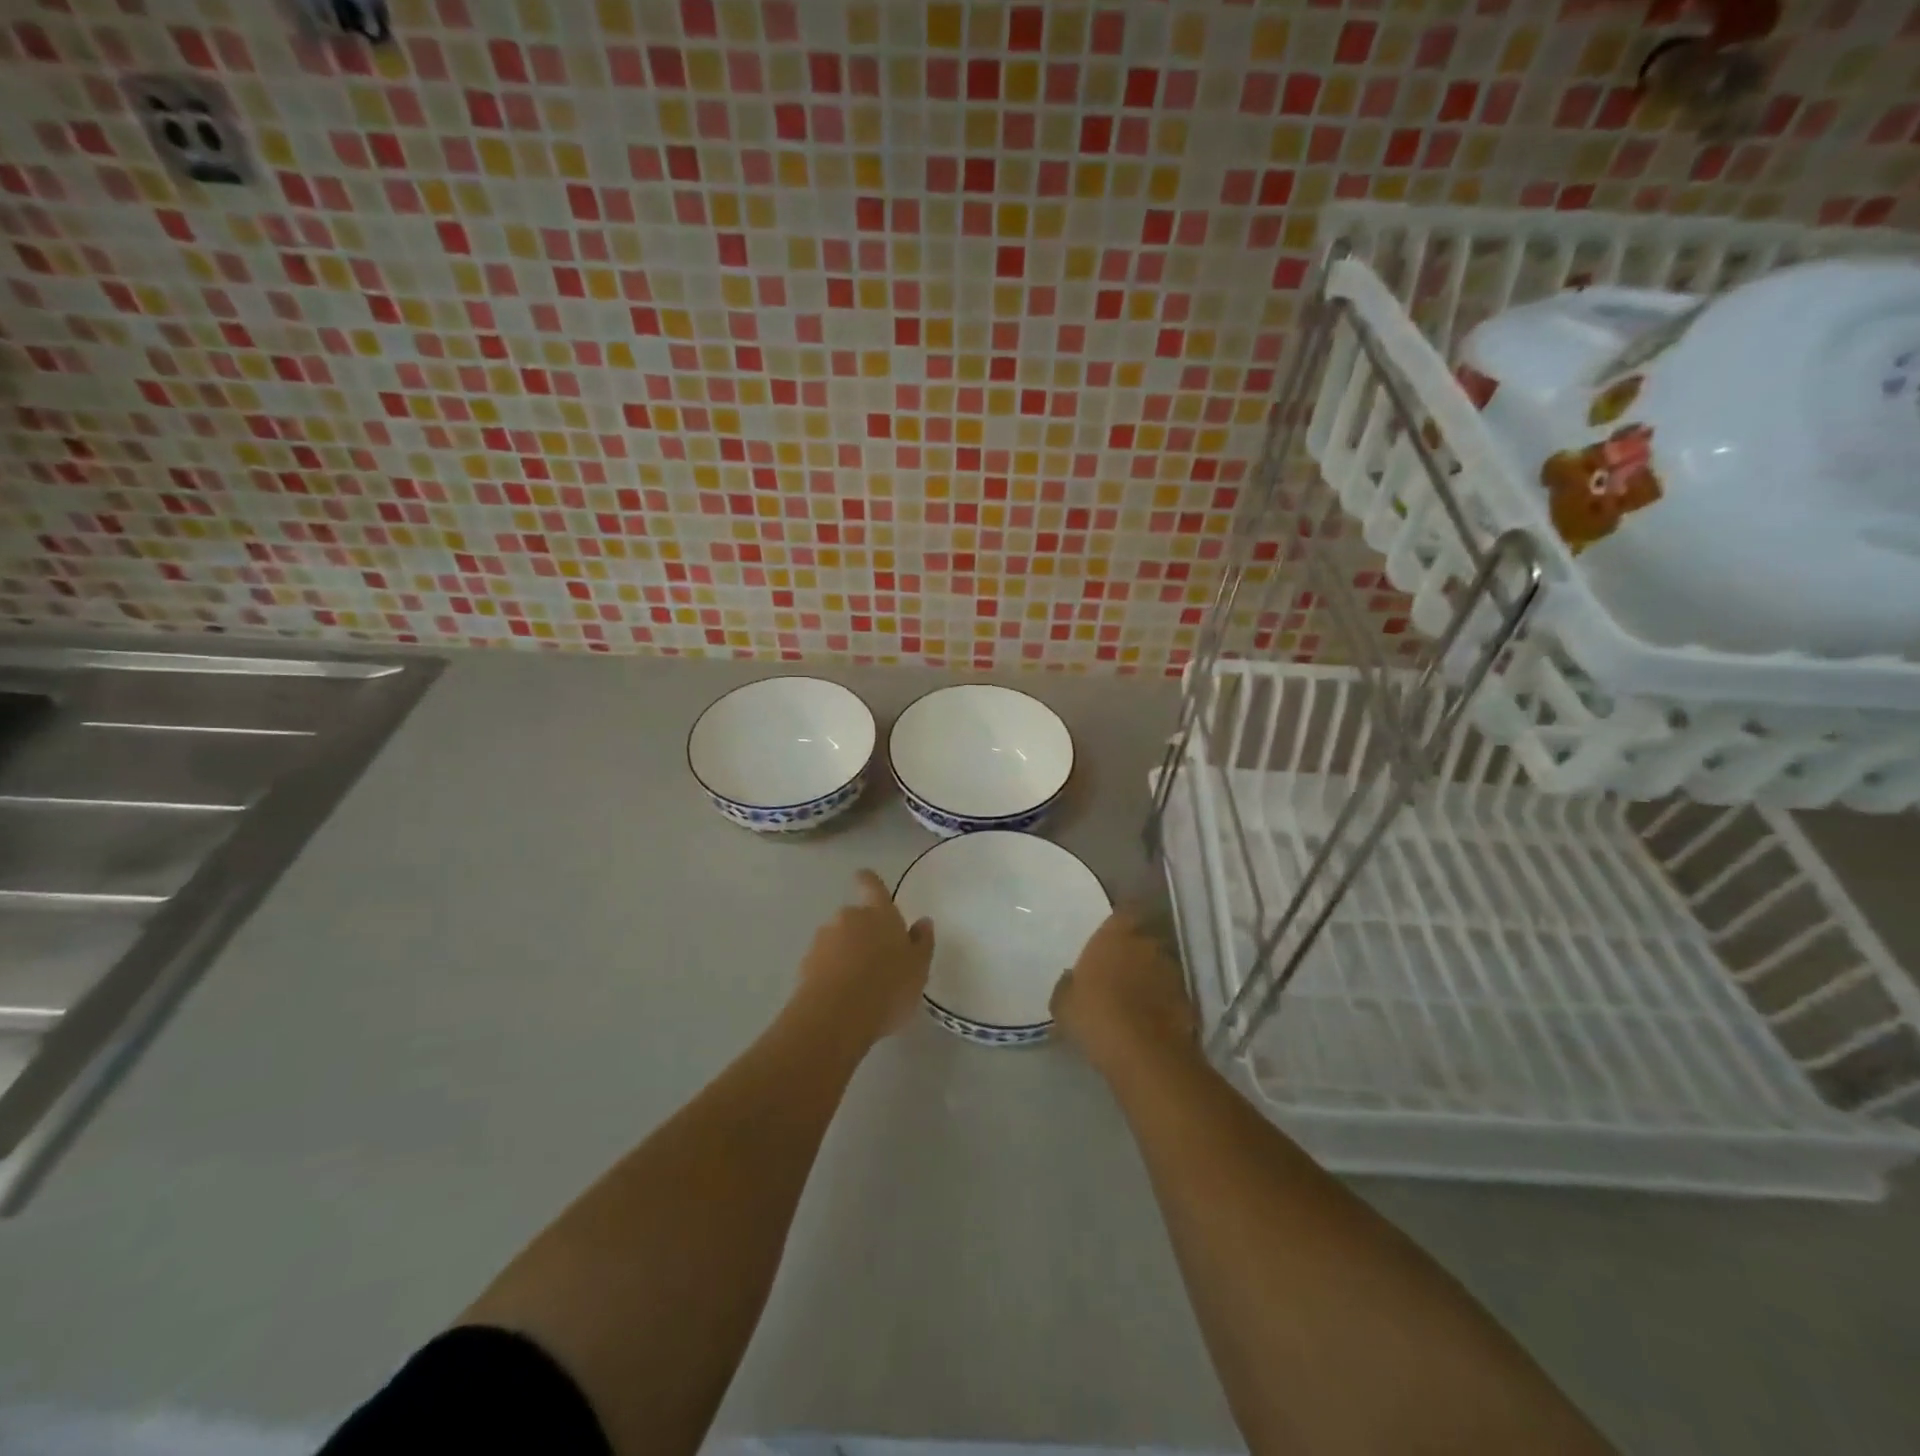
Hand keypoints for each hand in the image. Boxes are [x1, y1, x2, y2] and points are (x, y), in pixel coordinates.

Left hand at [796, 870, 934, 1040]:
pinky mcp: (805, 964)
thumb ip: (921, 942)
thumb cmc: (888, 987)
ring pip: (838, 939)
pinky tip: (841, 996)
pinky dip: (831, 971)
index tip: (865, 879)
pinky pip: (823, 961)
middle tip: (876, 959)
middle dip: (862, 932)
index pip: (872, 885)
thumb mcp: (918, 968)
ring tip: (859, 984)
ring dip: (846, 952)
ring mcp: (823, 939)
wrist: (836, 1017)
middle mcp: (849, 918)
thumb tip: (923, 922)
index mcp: (879, 913)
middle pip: (855, 916)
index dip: (869, 881)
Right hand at [1052, 907, 1196, 1075]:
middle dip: (1133, 952)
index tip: (1108, 939)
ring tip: (1133, 1000)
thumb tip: (1072, 978)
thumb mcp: (1063, 1003)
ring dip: (1149, 977)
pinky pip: (1170, 994)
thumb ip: (1067, 984)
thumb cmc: (1096, 1016)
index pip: (1123, 913)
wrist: (1145, 1055)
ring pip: (1159, 966)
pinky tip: (1147, 1021)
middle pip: (1143, 940)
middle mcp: (1148, 944)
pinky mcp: (1188, 1000)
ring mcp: (1172, 972)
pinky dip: (1162, 1002)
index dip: (1118, 925)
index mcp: (1116, 935)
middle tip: (1117, 972)